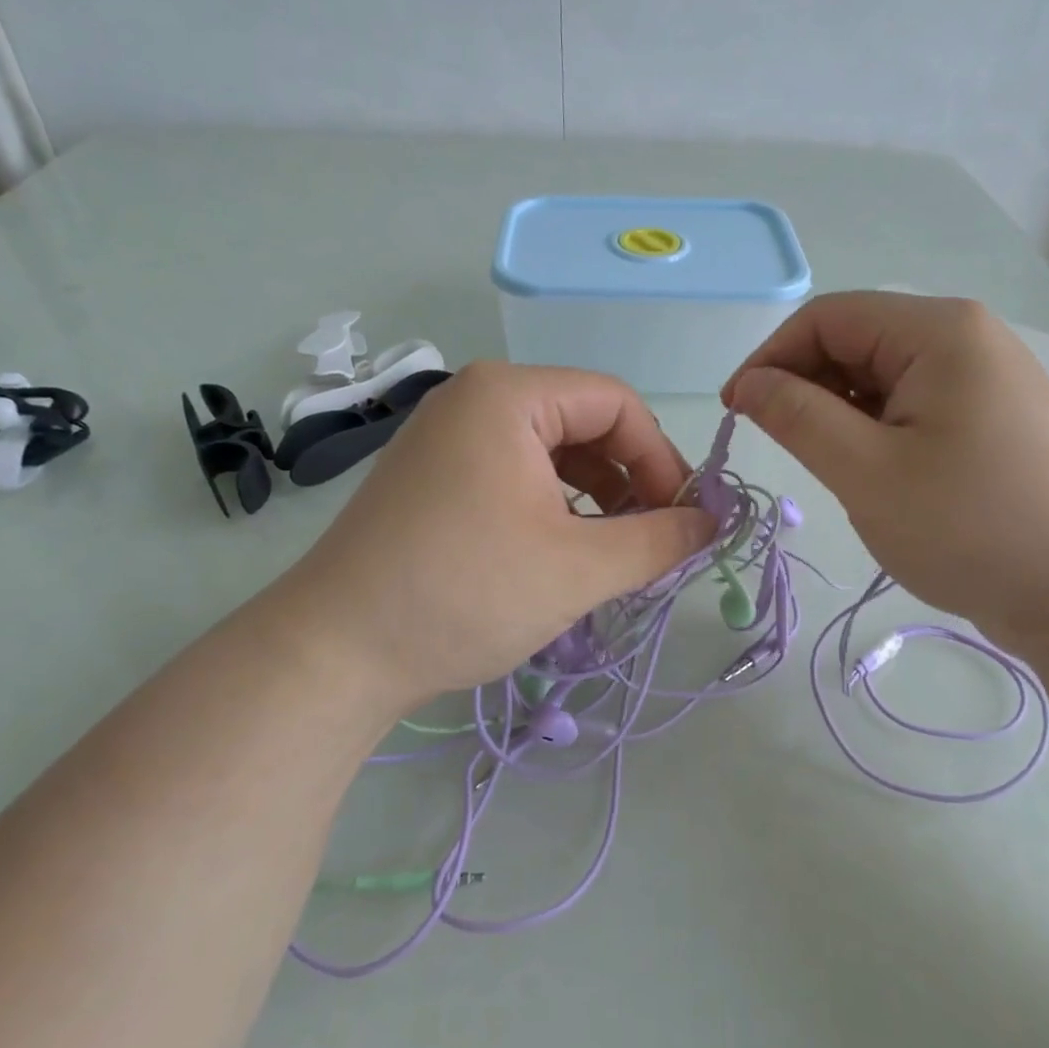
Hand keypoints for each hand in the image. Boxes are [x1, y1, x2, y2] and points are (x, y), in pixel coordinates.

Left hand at [273, 362, 714, 718]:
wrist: (335, 652)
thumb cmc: (464, 593)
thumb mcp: (579, 568)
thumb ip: (660, 540)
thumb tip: (712, 523)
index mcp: (508, 395)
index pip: (616, 404)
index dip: (661, 459)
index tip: (682, 520)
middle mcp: (475, 399)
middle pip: (585, 423)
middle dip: (629, 480)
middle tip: (652, 541)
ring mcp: (449, 436)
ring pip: (552, 452)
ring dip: (596, 497)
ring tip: (613, 553)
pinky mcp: (435, 476)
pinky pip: (516, 473)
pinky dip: (555, 506)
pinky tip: (564, 551)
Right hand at [724, 292, 1048, 647]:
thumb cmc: (971, 528)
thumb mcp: (866, 472)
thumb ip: (797, 417)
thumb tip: (748, 384)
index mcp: (939, 331)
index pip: (828, 317)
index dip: (771, 357)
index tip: (735, 410)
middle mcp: (967, 338)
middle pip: (858, 341)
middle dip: (805, 385)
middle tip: (778, 445)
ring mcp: (986, 379)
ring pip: (883, 378)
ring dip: (839, 413)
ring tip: (832, 468)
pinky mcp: (992, 419)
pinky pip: (913, 406)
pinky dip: (875, 430)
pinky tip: (874, 474)